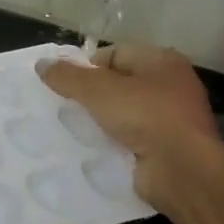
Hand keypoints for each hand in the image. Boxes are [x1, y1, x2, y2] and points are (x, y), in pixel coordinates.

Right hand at [38, 44, 223, 214]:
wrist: (182, 170)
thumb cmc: (145, 116)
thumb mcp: (98, 90)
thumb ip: (68, 76)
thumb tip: (41, 64)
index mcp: (162, 62)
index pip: (116, 53)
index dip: (88, 66)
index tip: (66, 85)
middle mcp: (171, 86)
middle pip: (119, 84)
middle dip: (91, 95)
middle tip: (65, 107)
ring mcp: (171, 119)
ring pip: (123, 113)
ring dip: (100, 121)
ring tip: (74, 129)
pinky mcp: (166, 148)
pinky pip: (130, 139)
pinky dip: (112, 142)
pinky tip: (93, 149)